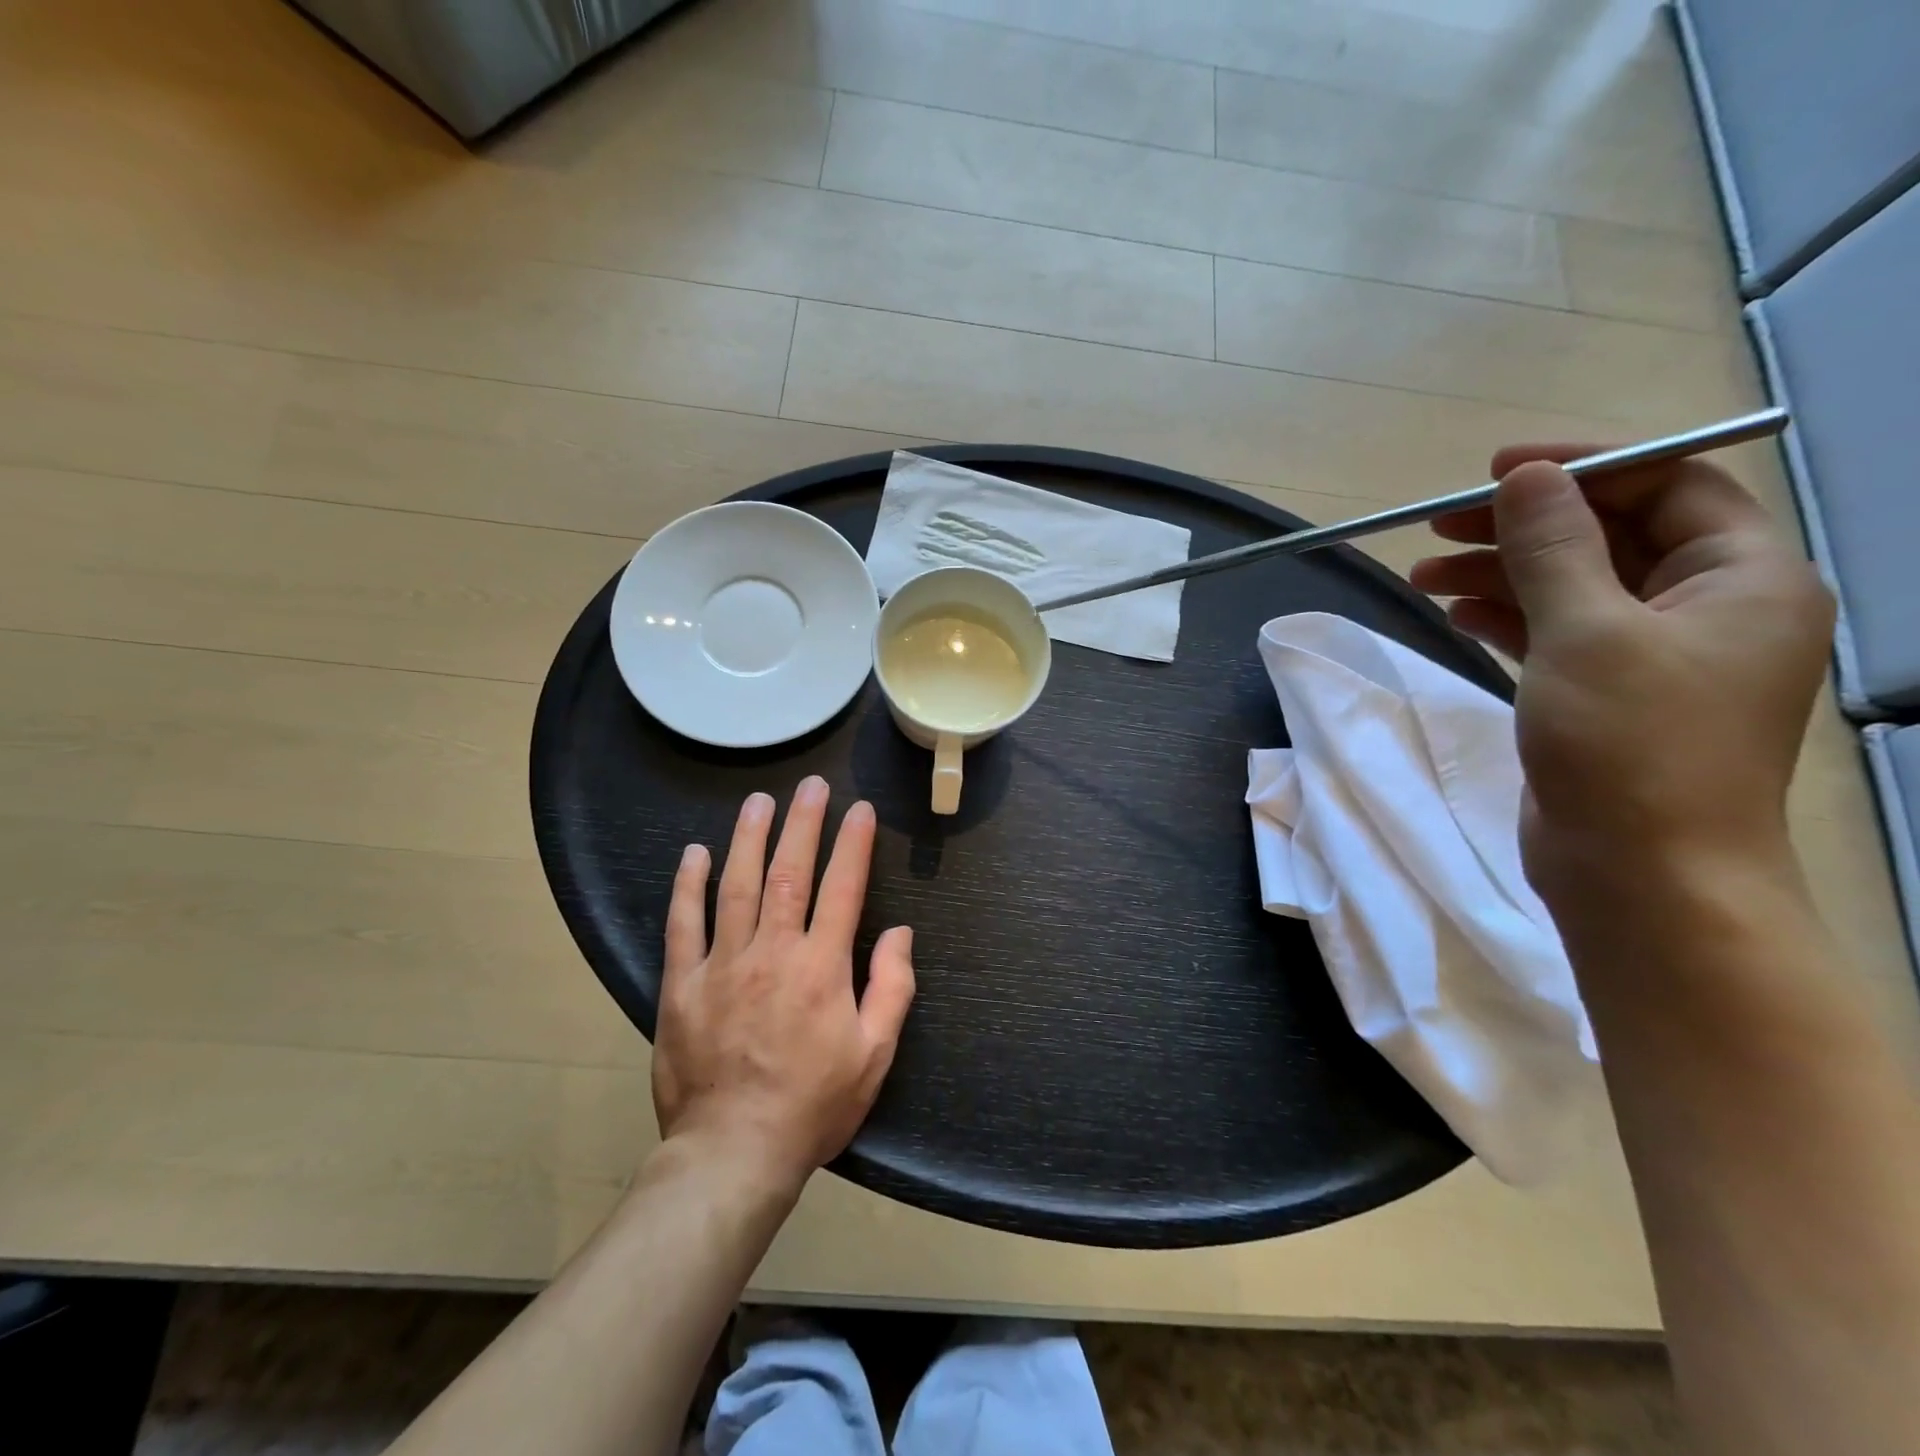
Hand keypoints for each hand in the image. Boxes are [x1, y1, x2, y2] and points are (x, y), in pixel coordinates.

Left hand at [652, 777, 915, 1191]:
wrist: (733, 1153)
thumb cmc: (813, 1105)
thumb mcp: (874, 1055)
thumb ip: (892, 988)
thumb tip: (901, 933)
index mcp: (822, 967)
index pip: (843, 888)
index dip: (853, 843)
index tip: (860, 809)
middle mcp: (772, 952)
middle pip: (789, 872)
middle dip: (803, 823)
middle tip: (810, 785)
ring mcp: (722, 964)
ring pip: (736, 885)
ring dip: (749, 838)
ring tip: (758, 801)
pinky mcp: (681, 984)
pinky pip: (683, 924)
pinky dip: (689, 885)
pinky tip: (695, 853)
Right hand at [1409, 445, 1832, 877]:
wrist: (1640, 873)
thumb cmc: (1630, 743)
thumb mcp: (1586, 631)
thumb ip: (1553, 546)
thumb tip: (1524, 477)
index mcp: (1744, 577)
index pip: (1668, 485)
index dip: (1582, 468)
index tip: (1494, 471)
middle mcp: (1709, 608)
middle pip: (1611, 536)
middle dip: (1523, 526)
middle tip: (1439, 526)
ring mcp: (1655, 656)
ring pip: (1573, 588)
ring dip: (1501, 574)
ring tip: (1423, 574)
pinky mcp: (1605, 696)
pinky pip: (1556, 634)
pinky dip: (1507, 618)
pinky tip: (1454, 614)